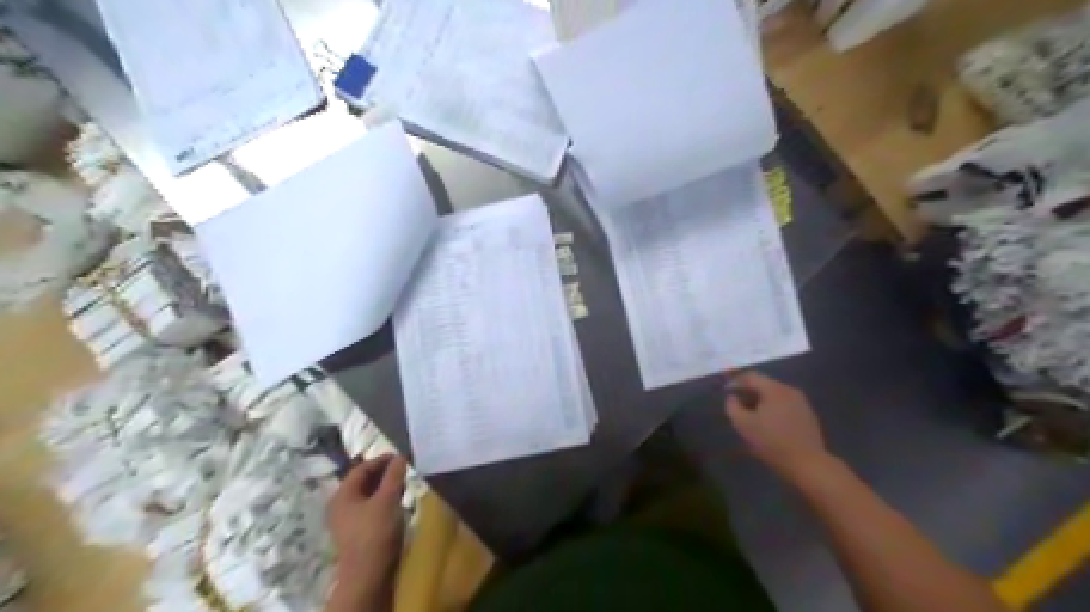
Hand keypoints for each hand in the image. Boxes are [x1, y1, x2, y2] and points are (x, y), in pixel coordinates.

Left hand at [327, 456, 408, 598]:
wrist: (367, 575)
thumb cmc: (376, 532)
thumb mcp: (388, 499)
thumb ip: (394, 475)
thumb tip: (400, 457)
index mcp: (342, 495)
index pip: (361, 468)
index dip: (381, 460)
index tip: (401, 457)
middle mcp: (340, 506)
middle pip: (362, 482)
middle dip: (383, 474)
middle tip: (403, 470)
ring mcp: (346, 522)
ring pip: (366, 496)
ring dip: (384, 488)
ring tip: (403, 485)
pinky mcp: (356, 534)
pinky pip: (369, 509)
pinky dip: (382, 501)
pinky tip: (396, 504)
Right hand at [726, 372, 830, 480]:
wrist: (808, 463)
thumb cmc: (772, 441)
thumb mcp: (743, 425)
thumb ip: (733, 407)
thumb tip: (732, 398)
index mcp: (774, 389)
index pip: (751, 377)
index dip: (736, 382)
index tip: (726, 392)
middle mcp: (789, 390)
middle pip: (764, 384)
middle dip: (749, 392)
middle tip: (738, 404)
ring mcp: (802, 402)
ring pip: (776, 395)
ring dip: (761, 401)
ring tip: (752, 415)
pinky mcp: (808, 415)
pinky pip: (785, 405)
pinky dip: (774, 409)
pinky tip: (769, 423)